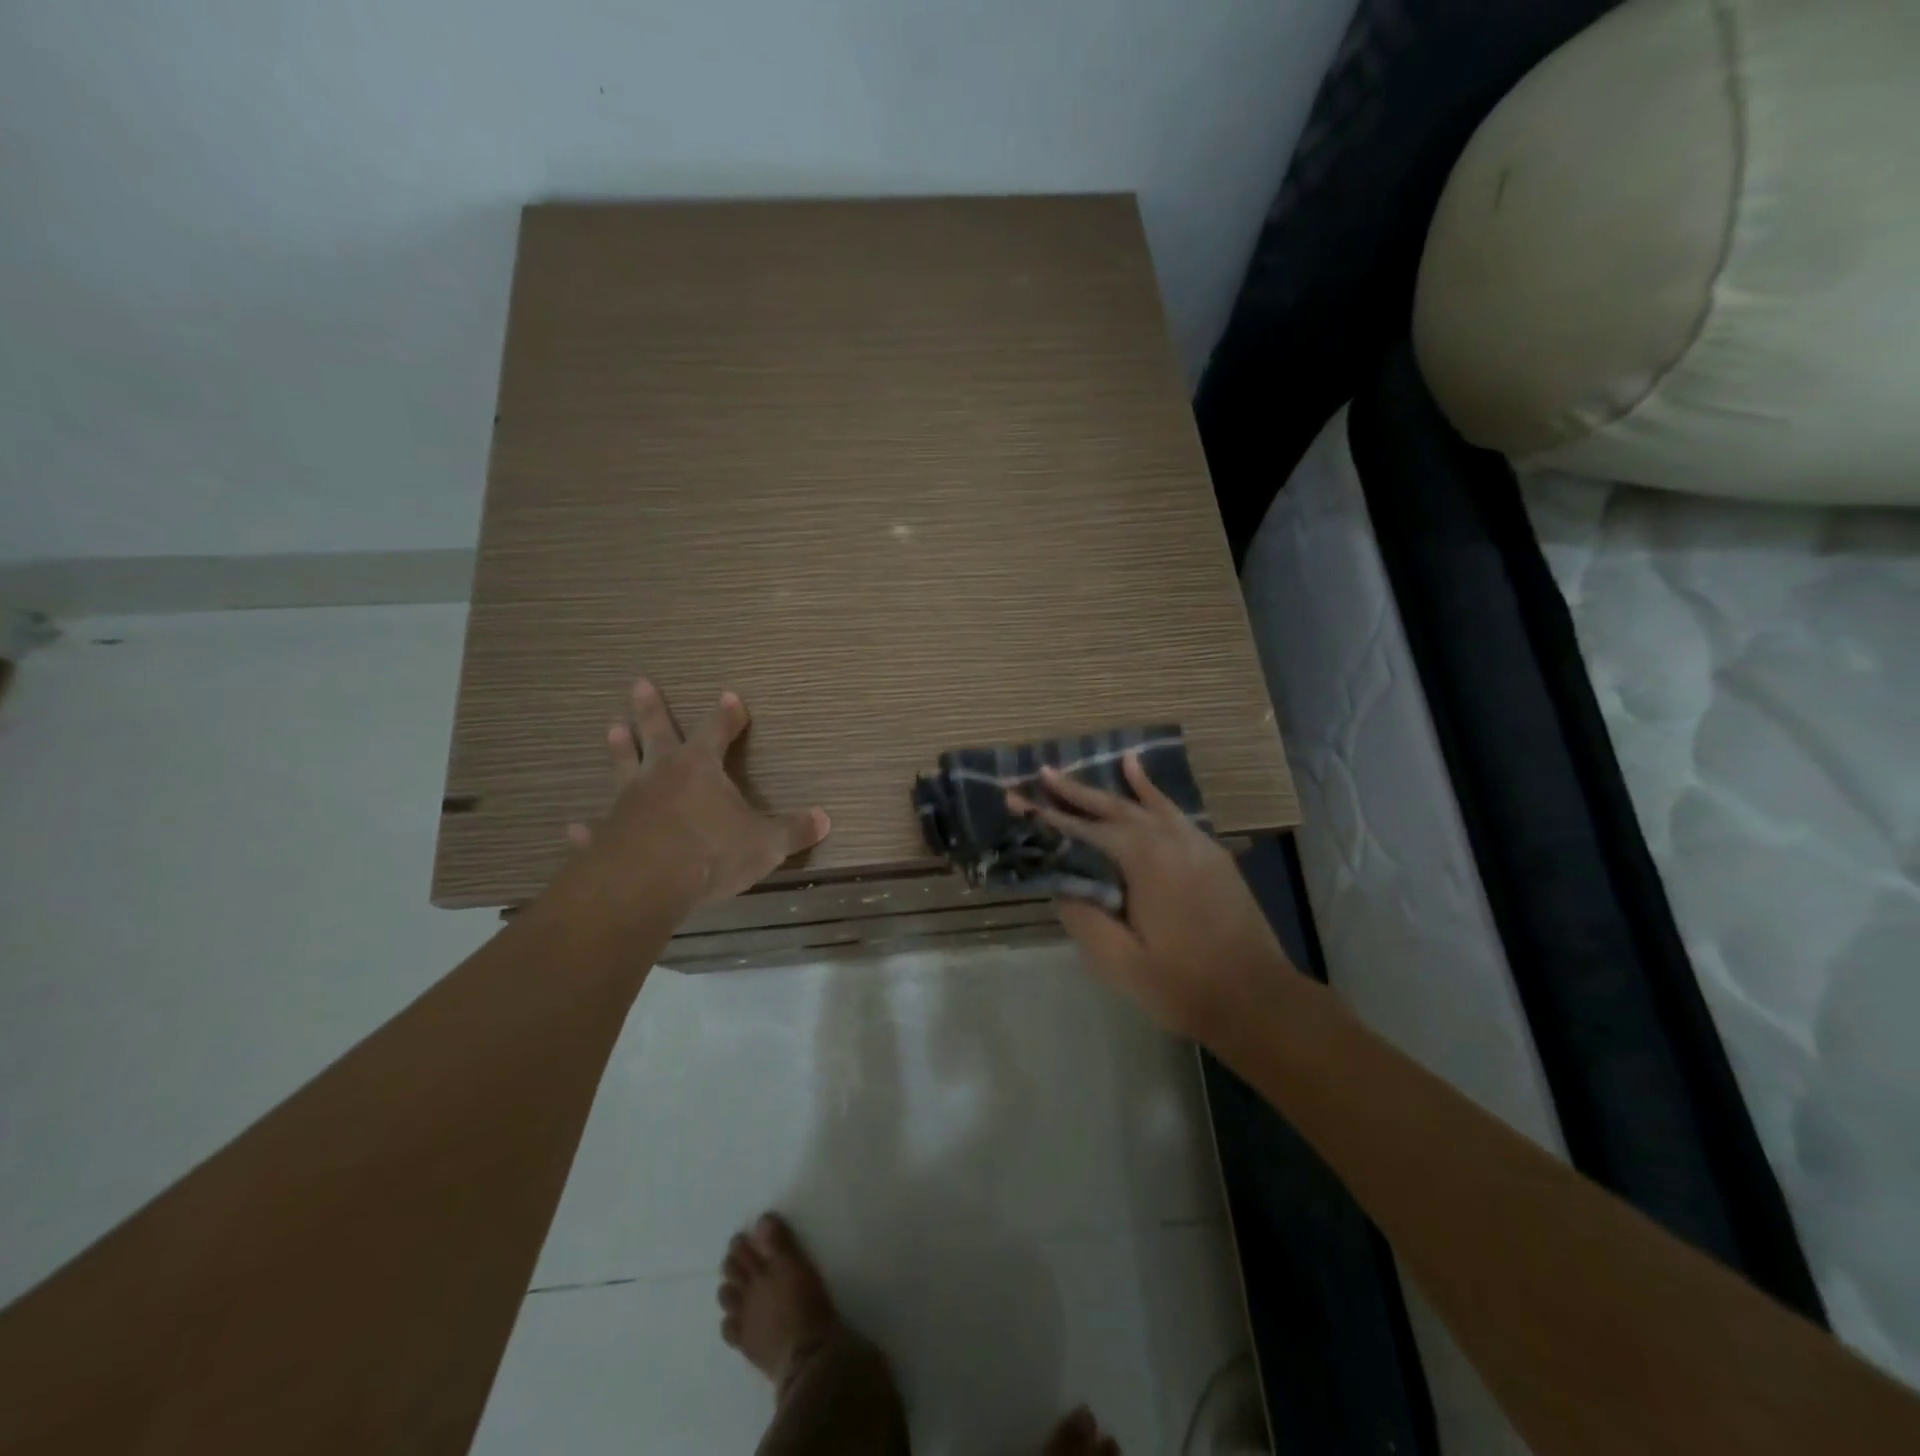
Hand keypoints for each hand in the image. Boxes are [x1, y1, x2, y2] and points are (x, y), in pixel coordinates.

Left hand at [566, 678, 829, 911]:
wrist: (645, 884)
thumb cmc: (711, 852)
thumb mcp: (765, 843)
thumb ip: (793, 830)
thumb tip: (825, 819)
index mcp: (701, 768)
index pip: (718, 731)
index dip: (727, 715)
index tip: (729, 696)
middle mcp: (661, 776)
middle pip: (657, 734)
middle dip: (651, 709)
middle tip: (639, 683)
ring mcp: (629, 804)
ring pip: (623, 768)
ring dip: (619, 749)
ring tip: (611, 728)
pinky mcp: (606, 836)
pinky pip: (596, 829)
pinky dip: (587, 829)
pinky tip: (574, 827)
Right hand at [1010, 754, 1294, 1042]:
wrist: (1257, 998)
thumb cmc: (1183, 984)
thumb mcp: (1119, 961)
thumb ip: (1084, 917)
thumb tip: (1063, 885)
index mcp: (1142, 860)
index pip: (1083, 831)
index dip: (1047, 816)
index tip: (1016, 798)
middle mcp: (1168, 839)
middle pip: (1113, 807)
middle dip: (1075, 792)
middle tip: (1043, 773)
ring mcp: (1194, 843)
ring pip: (1144, 805)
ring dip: (1112, 787)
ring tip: (1084, 768)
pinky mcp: (1210, 854)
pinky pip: (1174, 812)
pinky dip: (1153, 793)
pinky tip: (1142, 778)